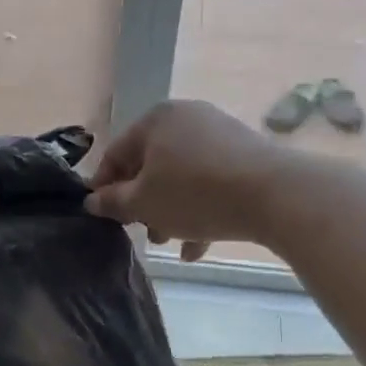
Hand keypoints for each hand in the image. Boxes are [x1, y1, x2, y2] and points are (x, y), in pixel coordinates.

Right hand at [86, 101, 281, 261]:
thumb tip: (92, 200)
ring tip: (172, 244)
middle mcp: (186, 118)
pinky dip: (199, 210)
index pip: (115, 154)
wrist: (273, 194)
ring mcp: (218, 134)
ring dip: (170, 212)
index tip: (102, 217)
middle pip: (150, 166)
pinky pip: (210, 183)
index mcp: (155, 120)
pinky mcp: (244, 154)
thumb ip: (112, 202)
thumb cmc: (193, 194)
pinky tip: (198, 247)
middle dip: (144, 205)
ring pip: (181, 178)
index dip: (104, 188)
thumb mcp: (143, 203)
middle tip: (144, 234)